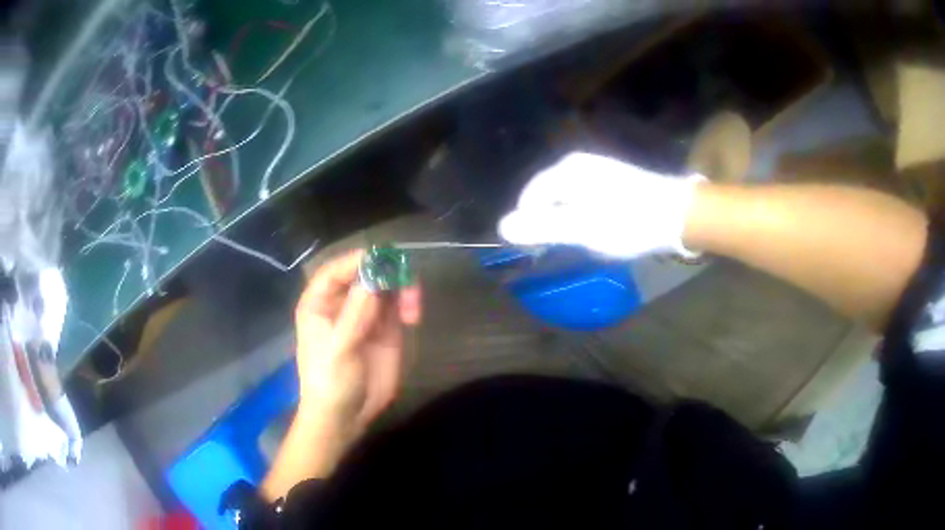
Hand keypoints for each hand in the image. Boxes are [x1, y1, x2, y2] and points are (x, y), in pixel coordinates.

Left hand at [295, 249, 421, 432]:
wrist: (345, 415)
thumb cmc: (330, 381)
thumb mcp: (339, 349)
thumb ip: (356, 313)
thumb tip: (375, 276)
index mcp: (320, 303)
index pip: (336, 271)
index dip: (357, 260)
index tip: (382, 258)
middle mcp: (342, 303)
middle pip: (366, 273)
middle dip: (387, 274)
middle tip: (407, 285)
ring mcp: (366, 314)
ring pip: (386, 286)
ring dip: (403, 288)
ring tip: (412, 311)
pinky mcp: (386, 328)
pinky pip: (399, 304)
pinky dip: (409, 303)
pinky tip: (413, 316)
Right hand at [498, 152, 704, 257]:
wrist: (678, 215)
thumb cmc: (629, 222)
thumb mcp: (583, 228)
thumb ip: (542, 227)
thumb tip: (502, 227)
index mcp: (567, 170)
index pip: (530, 196)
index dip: (530, 223)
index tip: (539, 249)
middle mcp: (578, 163)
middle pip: (547, 195)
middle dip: (550, 222)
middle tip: (564, 247)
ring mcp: (596, 169)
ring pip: (566, 198)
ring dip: (567, 220)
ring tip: (582, 241)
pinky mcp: (611, 179)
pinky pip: (583, 198)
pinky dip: (583, 215)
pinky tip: (599, 228)